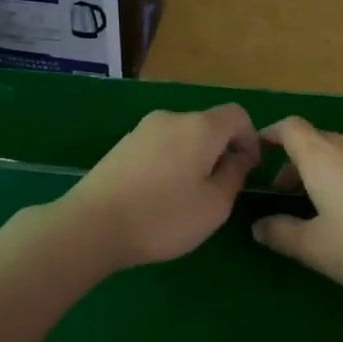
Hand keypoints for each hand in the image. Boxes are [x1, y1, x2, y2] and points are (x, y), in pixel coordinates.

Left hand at [59, 105, 260, 270]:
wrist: (92, 226)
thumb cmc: (163, 217)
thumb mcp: (214, 206)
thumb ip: (234, 176)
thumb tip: (238, 158)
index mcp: (200, 127)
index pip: (237, 115)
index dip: (251, 138)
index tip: (249, 169)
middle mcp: (171, 118)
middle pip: (208, 124)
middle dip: (222, 150)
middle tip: (221, 187)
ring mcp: (142, 130)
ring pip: (182, 136)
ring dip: (194, 157)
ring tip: (189, 195)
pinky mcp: (121, 146)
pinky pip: (159, 146)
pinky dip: (170, 162)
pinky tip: (160, 194)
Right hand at [252, 117, 342, 299]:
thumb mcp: (316, 248)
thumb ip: (281, 234)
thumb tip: (259, 226)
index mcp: (323, 157)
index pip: (290, 128)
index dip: (271, 134)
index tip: (259, 151)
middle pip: (317, 141)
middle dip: (297, 162)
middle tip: (287, 195)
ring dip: (328, 170)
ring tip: (325, 204)